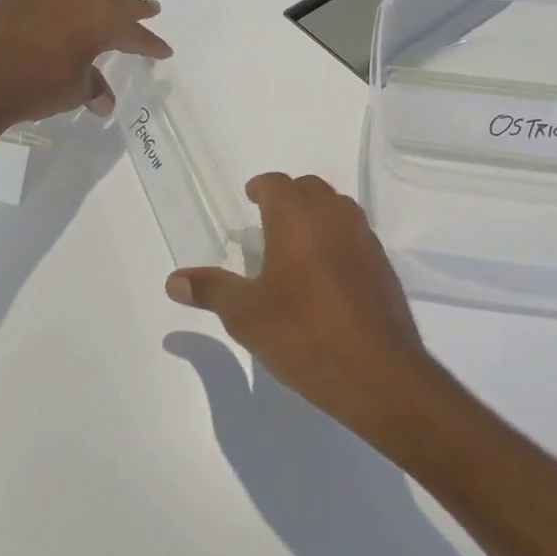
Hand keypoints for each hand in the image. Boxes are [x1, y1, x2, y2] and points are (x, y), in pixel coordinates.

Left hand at [0, 0, 171, 124]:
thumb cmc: (36, 87)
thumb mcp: (73, 92)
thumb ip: (92, 89)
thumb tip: (103, 101)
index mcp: (98, 21)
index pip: (133, 33)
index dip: (150, 44)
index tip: (164, 50)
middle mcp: (74, 0)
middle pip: (111, 1)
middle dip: (132, 8)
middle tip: (150, 8)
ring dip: (95, 0)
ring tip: (105, 1)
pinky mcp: (11, 0)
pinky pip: (45, 0)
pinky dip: (58, 9)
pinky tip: (54, 19)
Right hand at [165, 172, 443, 440]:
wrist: (378, 373)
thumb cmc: (303, 334)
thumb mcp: (246, 315)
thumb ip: (211, 290)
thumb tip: (174, 280)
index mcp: (297, 217)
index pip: (277, 183)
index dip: (261, 187)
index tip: (250, 199)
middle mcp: (334, 216)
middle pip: (309, 188)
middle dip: (288, 196)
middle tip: (268, 220)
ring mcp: (364, 239)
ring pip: (337, 208)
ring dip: (315, 214)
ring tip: (295, 245)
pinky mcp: (383, 265)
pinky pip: (354, 235)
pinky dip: (336, 238)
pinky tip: (325, 274)